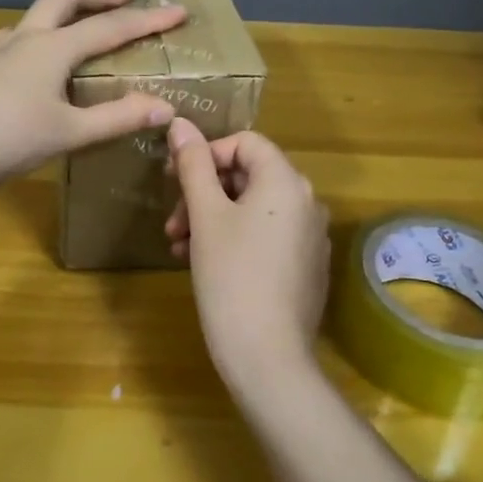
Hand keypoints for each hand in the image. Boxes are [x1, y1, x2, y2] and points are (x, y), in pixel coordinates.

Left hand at [0, 0, 186, 200]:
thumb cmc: (4, 141)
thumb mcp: (67, 134)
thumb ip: (116, 119)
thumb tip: (164, 106)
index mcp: (51, 48)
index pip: (109, 27)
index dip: (147, 19)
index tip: (178, 10)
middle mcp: (22, 38)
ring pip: (33, 18)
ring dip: (63, 14)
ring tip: (79, 29)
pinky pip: (12, 42)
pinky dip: (36, 41)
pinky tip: (30, 66)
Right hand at [164, 118, 330, 390]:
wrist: (268, 358)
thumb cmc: (231, 276)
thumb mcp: (205, 215)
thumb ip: (193, 165)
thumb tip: (180, 123)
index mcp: (286, 182)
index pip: (246, 142)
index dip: (207, 153)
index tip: (175, 179)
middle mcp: (307, 202)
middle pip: (249, 176)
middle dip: (204, 192)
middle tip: (173, 222)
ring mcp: (310, 237)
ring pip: (253, 209)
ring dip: (213, 218)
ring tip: (180, 247)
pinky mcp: (305, 267)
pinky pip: (266, 236)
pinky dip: (234, 239)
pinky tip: (203, 264)